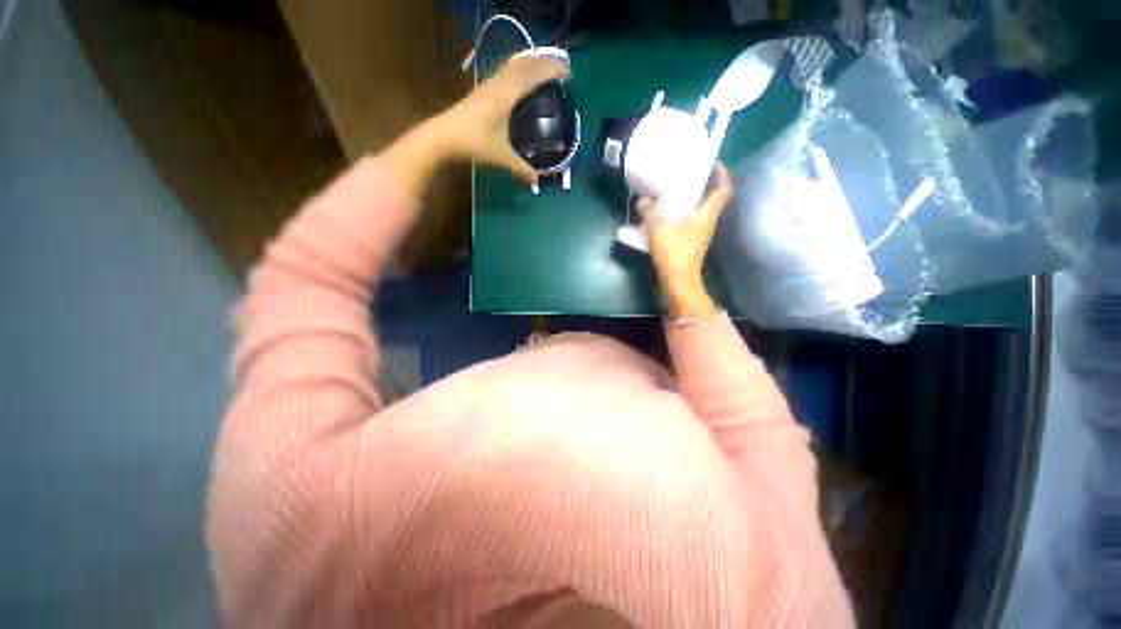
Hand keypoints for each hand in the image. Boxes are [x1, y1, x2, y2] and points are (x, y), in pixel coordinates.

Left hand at [437, 55, 569, 183]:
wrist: (442, 136)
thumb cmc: (473, 143)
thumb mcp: (500, 157)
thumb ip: (520, 168)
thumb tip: (536, 181)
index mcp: (505, 96)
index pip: (532, 76)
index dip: (550, 72)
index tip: (568, 74)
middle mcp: (498, 85)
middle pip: (524, 65)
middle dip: (544, 63)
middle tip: (561, 68)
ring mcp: (488, 85)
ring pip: (513, 65)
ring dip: (530, 63)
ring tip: (544, 67)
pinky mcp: (482, 90)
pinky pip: (505, 72)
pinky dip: (518, 69)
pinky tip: (520, 78)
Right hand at [639, 163, 733, 318]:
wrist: (678, 282)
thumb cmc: (674, 253)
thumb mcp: (659, 228)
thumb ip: (650, 211)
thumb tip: (643, 200)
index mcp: (707, 215)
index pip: (724, 190)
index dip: (722, 174)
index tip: (712, 163)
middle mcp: (707, 223)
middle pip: (711, 199)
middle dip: (702, 185)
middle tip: (685, 175)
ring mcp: (699, 235)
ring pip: (697, 212)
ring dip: (688, 201)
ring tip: (672, 193)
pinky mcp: (689, 244)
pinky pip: (687, 223)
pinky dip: (679, 216)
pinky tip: (663, 215)